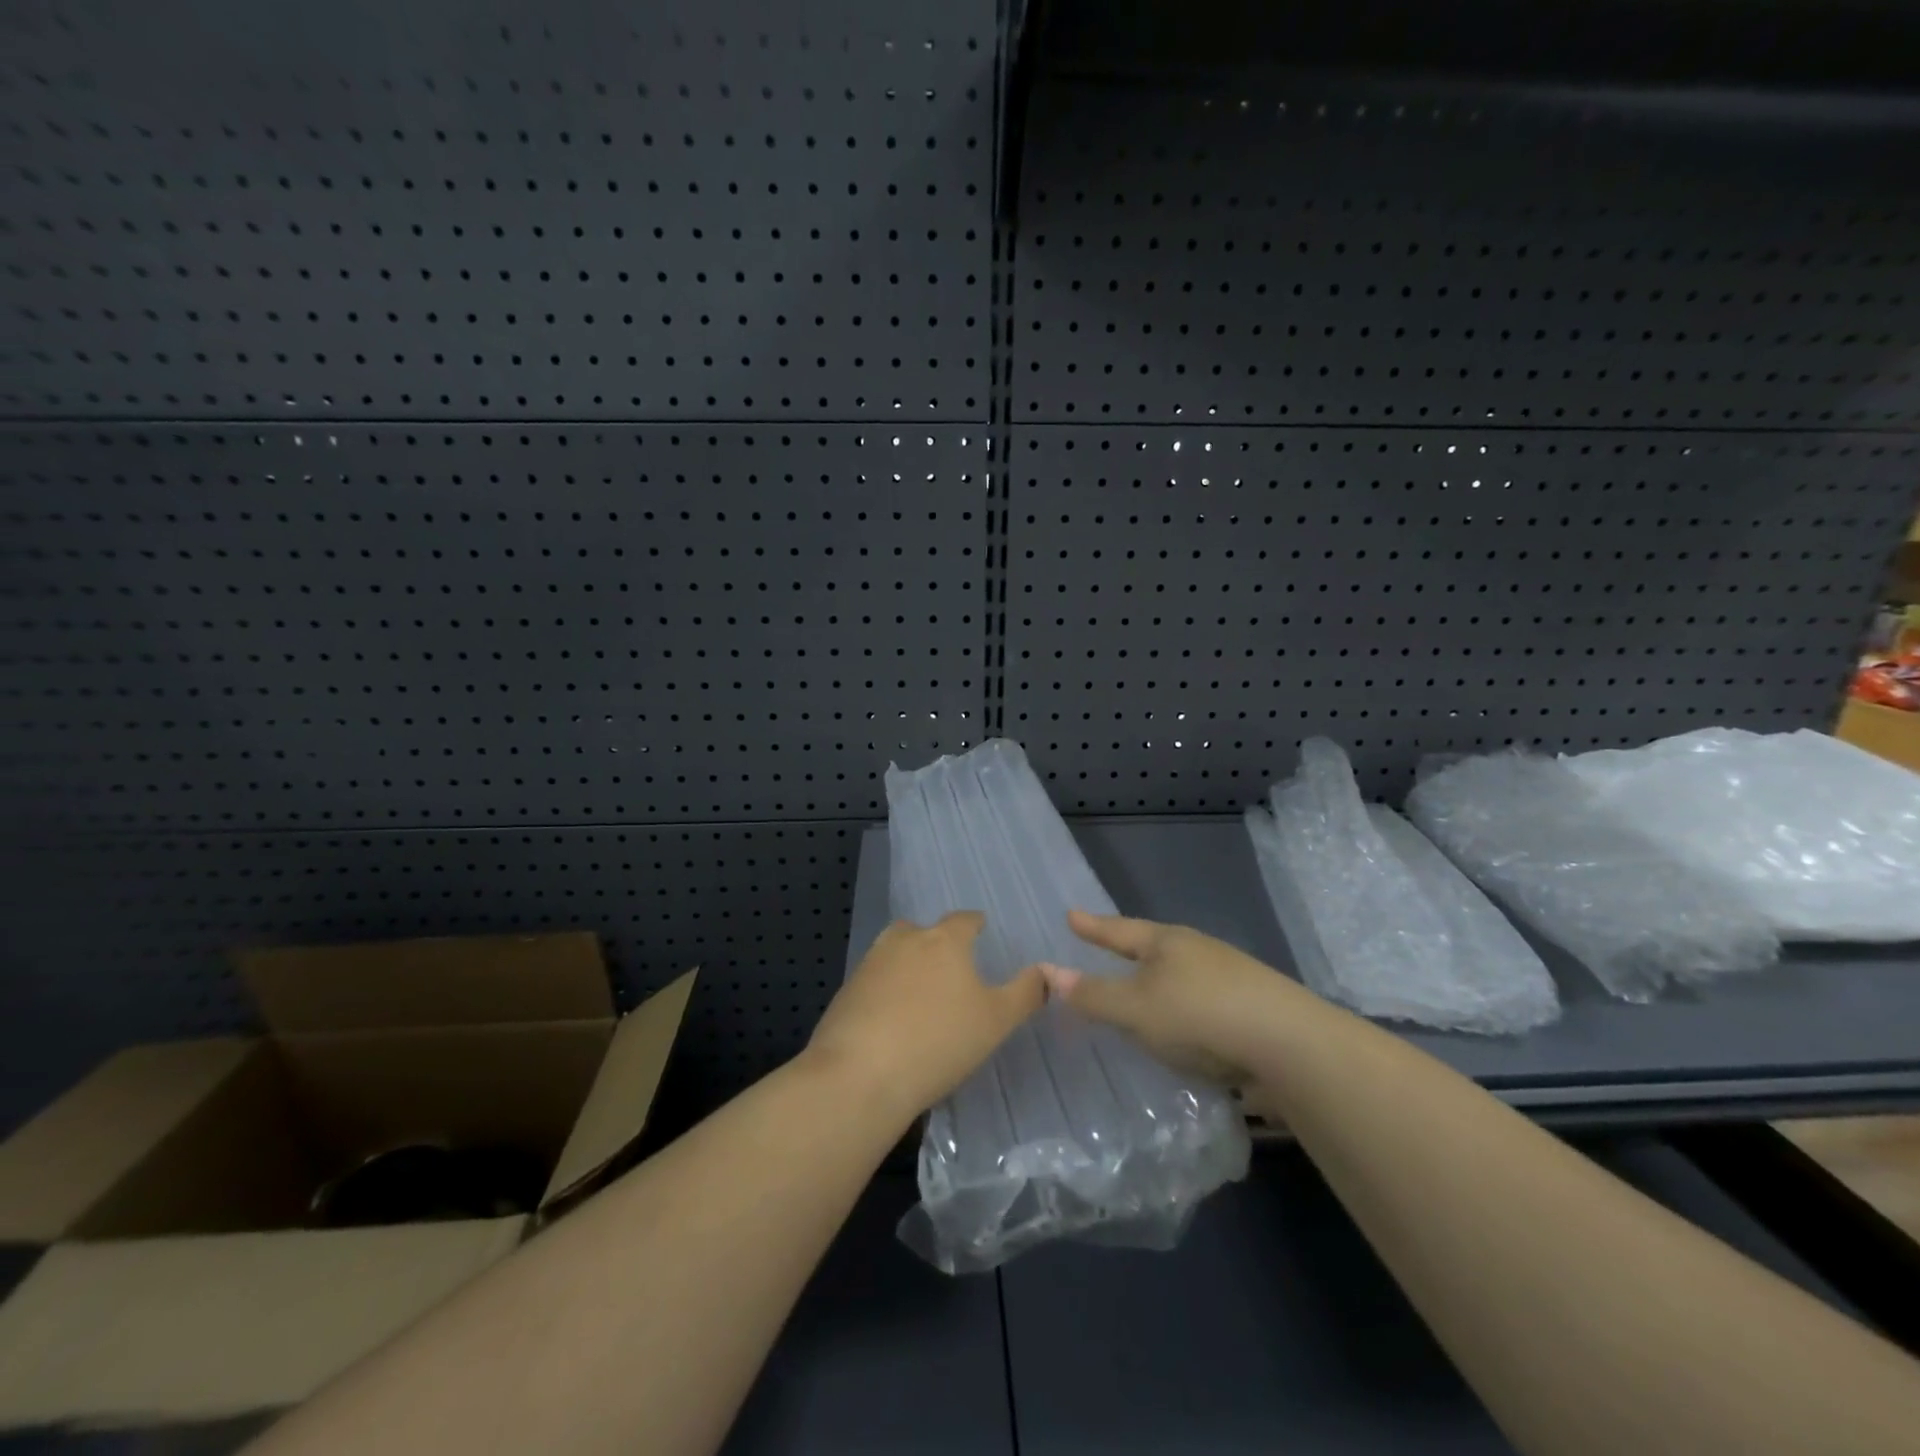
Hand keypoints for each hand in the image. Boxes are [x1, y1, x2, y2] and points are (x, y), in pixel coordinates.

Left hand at [807, 912, 1044, 1123]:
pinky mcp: (846, 991)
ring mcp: (870, 964)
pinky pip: (873, 981)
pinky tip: (891, 1019)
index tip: (981, 931)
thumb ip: (1025, 993)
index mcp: (943, 940)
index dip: (975, 924)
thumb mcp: (996, 1021)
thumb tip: (1047, 971)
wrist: (860, 1074)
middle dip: (935, 942)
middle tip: (950, 968)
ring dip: (906, 964)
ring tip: (920, 992)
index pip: (964, 919)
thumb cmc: (940, 1041)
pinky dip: (884, 991)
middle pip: (922, 930)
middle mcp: (904, 941)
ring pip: (893, 952)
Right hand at [1038, 910, 1302, 1093]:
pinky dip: (1184, 1009)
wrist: (1289, 1044)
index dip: (1093, 927)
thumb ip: (1093, 995)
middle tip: (1106, 947)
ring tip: (1142, 991)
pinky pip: (1202, 1001)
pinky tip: (1185, 1028)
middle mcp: (1198, 951)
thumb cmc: (1199, 1015)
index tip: (1071, 915)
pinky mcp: (1251, 1007)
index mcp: (1167, 942)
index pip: (1119, 930)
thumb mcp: (1136, 1009)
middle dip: (1129, 949)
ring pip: (1181, 975)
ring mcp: (1229, 977)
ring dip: (1159, 982)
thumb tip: (1049, 973)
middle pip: (1154, 947)